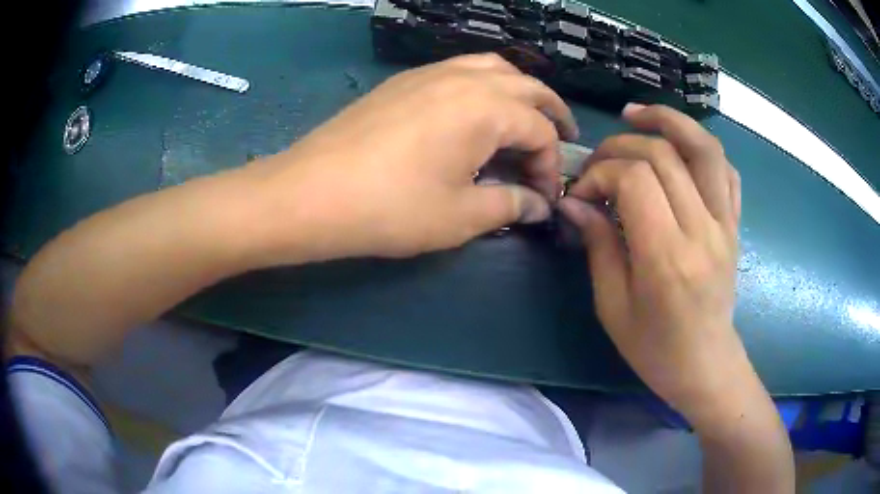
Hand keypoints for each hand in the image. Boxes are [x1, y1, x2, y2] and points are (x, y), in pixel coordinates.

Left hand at [245, 53, 577, 262]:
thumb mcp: (461, 216)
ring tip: (525, 117)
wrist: (311, 192)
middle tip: (563, 137)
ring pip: (493, 68)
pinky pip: (459, 70)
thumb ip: (510, 205)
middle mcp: (465, 78)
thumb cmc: (391, 208)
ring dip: (519, 91)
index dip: (551, 166)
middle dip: (551, 113)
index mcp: (487, 108)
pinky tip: (476, 110)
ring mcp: (430, 74)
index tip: (545, 197)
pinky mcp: (404, 81)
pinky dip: (483, 84)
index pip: (540, 132)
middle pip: (526, 87)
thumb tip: (539, 206)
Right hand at [560, 104, 746, 422]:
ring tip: (638, 115)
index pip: (635, 180)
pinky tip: (678, 146)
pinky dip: (701, 147)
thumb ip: (598, 245)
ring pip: (704, 148)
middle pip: (663, 155)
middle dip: (621, 148)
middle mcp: (702, 231)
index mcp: (668, 259)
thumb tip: (574, 203)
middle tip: (598, 165)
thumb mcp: (612, 306)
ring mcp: (725, 225)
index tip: (581, 194)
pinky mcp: (734, 225)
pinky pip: (726, 170)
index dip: (601, 173)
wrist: (706, 366)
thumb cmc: (655, 349)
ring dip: (669, 121)